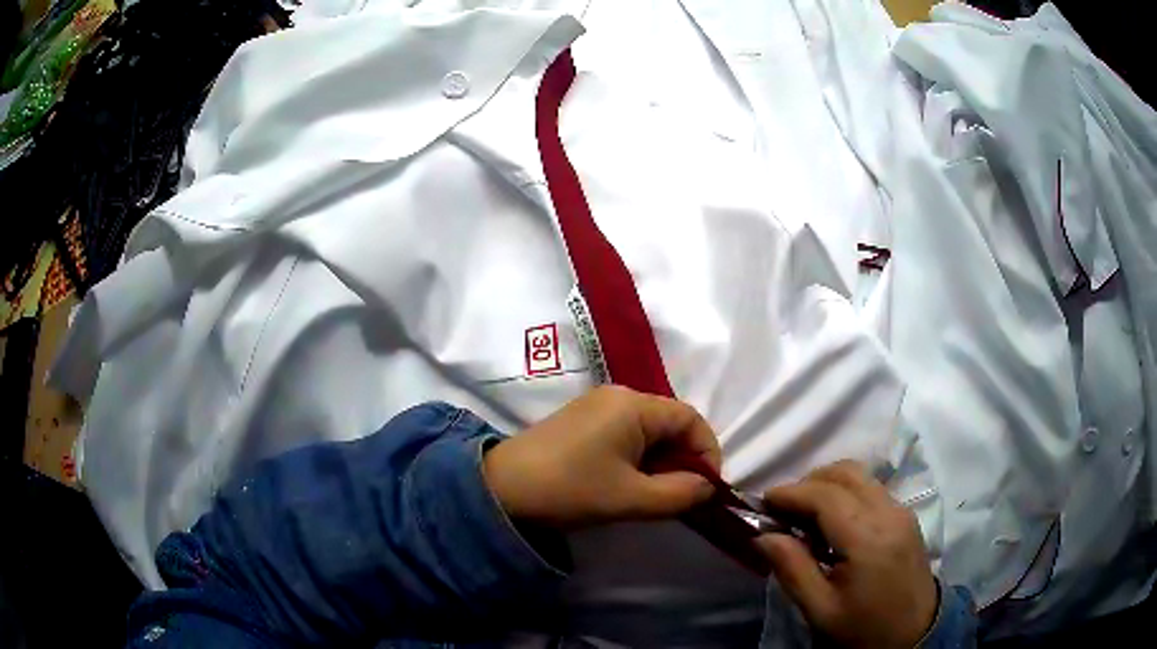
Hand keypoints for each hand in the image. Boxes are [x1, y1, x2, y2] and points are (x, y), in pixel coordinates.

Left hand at [483, 386, 720, 529]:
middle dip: (683, 458)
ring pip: (647, 429)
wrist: (502, 488)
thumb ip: (679, 494)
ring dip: (660, 460)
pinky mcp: (580, 420)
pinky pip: (625, 432)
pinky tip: (627, 482)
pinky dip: (638, 456)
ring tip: (654, 493)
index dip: (707, 452)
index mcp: (633, 405)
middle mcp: (618, 395)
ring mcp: (596, 405)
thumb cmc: (571, 489)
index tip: (707, 487)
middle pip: (669, 422)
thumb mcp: (631, 498)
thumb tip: (706, 488)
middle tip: (681, 494)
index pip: (690, 418)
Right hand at [759, 461, 937, 648]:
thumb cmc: (863, 628)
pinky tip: (832, 522)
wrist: (915, 634)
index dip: (790, 493)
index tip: (762, 502)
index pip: (825, 495)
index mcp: (868, 538)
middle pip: (845, 473)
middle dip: (808, 483)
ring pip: (860, 476)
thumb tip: (763, 535)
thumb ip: (792, 568)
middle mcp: (889, 512)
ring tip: (804, 516)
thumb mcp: (820, 610)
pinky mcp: (906, 515)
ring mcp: (902, 510)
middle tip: (782, 510)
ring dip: (827, 485)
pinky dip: (845, 493)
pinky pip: (871, 488)